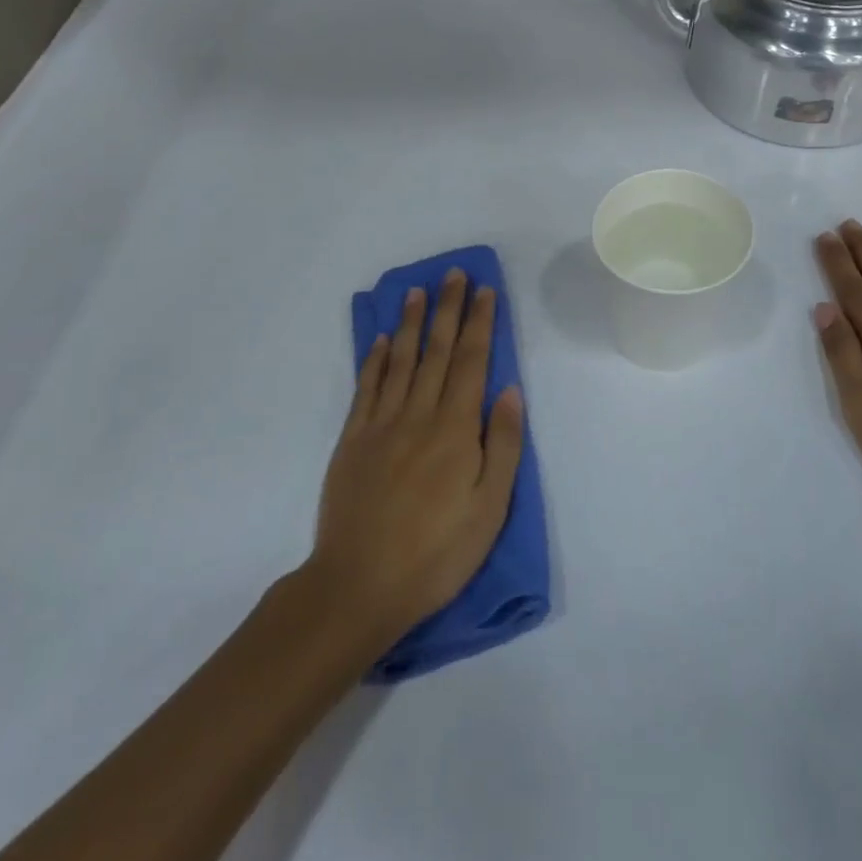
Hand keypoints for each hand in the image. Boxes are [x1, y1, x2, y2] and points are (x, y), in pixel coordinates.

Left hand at [308, 269, 524, 647]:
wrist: (359, 586)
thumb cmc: (436, 553)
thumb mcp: (489, 508)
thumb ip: (502, 444)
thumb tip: (509, 389)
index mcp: (455, 429)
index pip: (472, 362)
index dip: (480, 323)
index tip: (485, 290)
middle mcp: (418, 415)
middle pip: (438, 351)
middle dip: (449, 309)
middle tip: (454, 274)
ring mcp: (381, 425)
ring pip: (401, 361)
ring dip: (412, 323)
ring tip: (418, 291)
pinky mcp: (352, 441)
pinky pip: (366, 388)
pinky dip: (375, 360)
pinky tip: (381, 340)